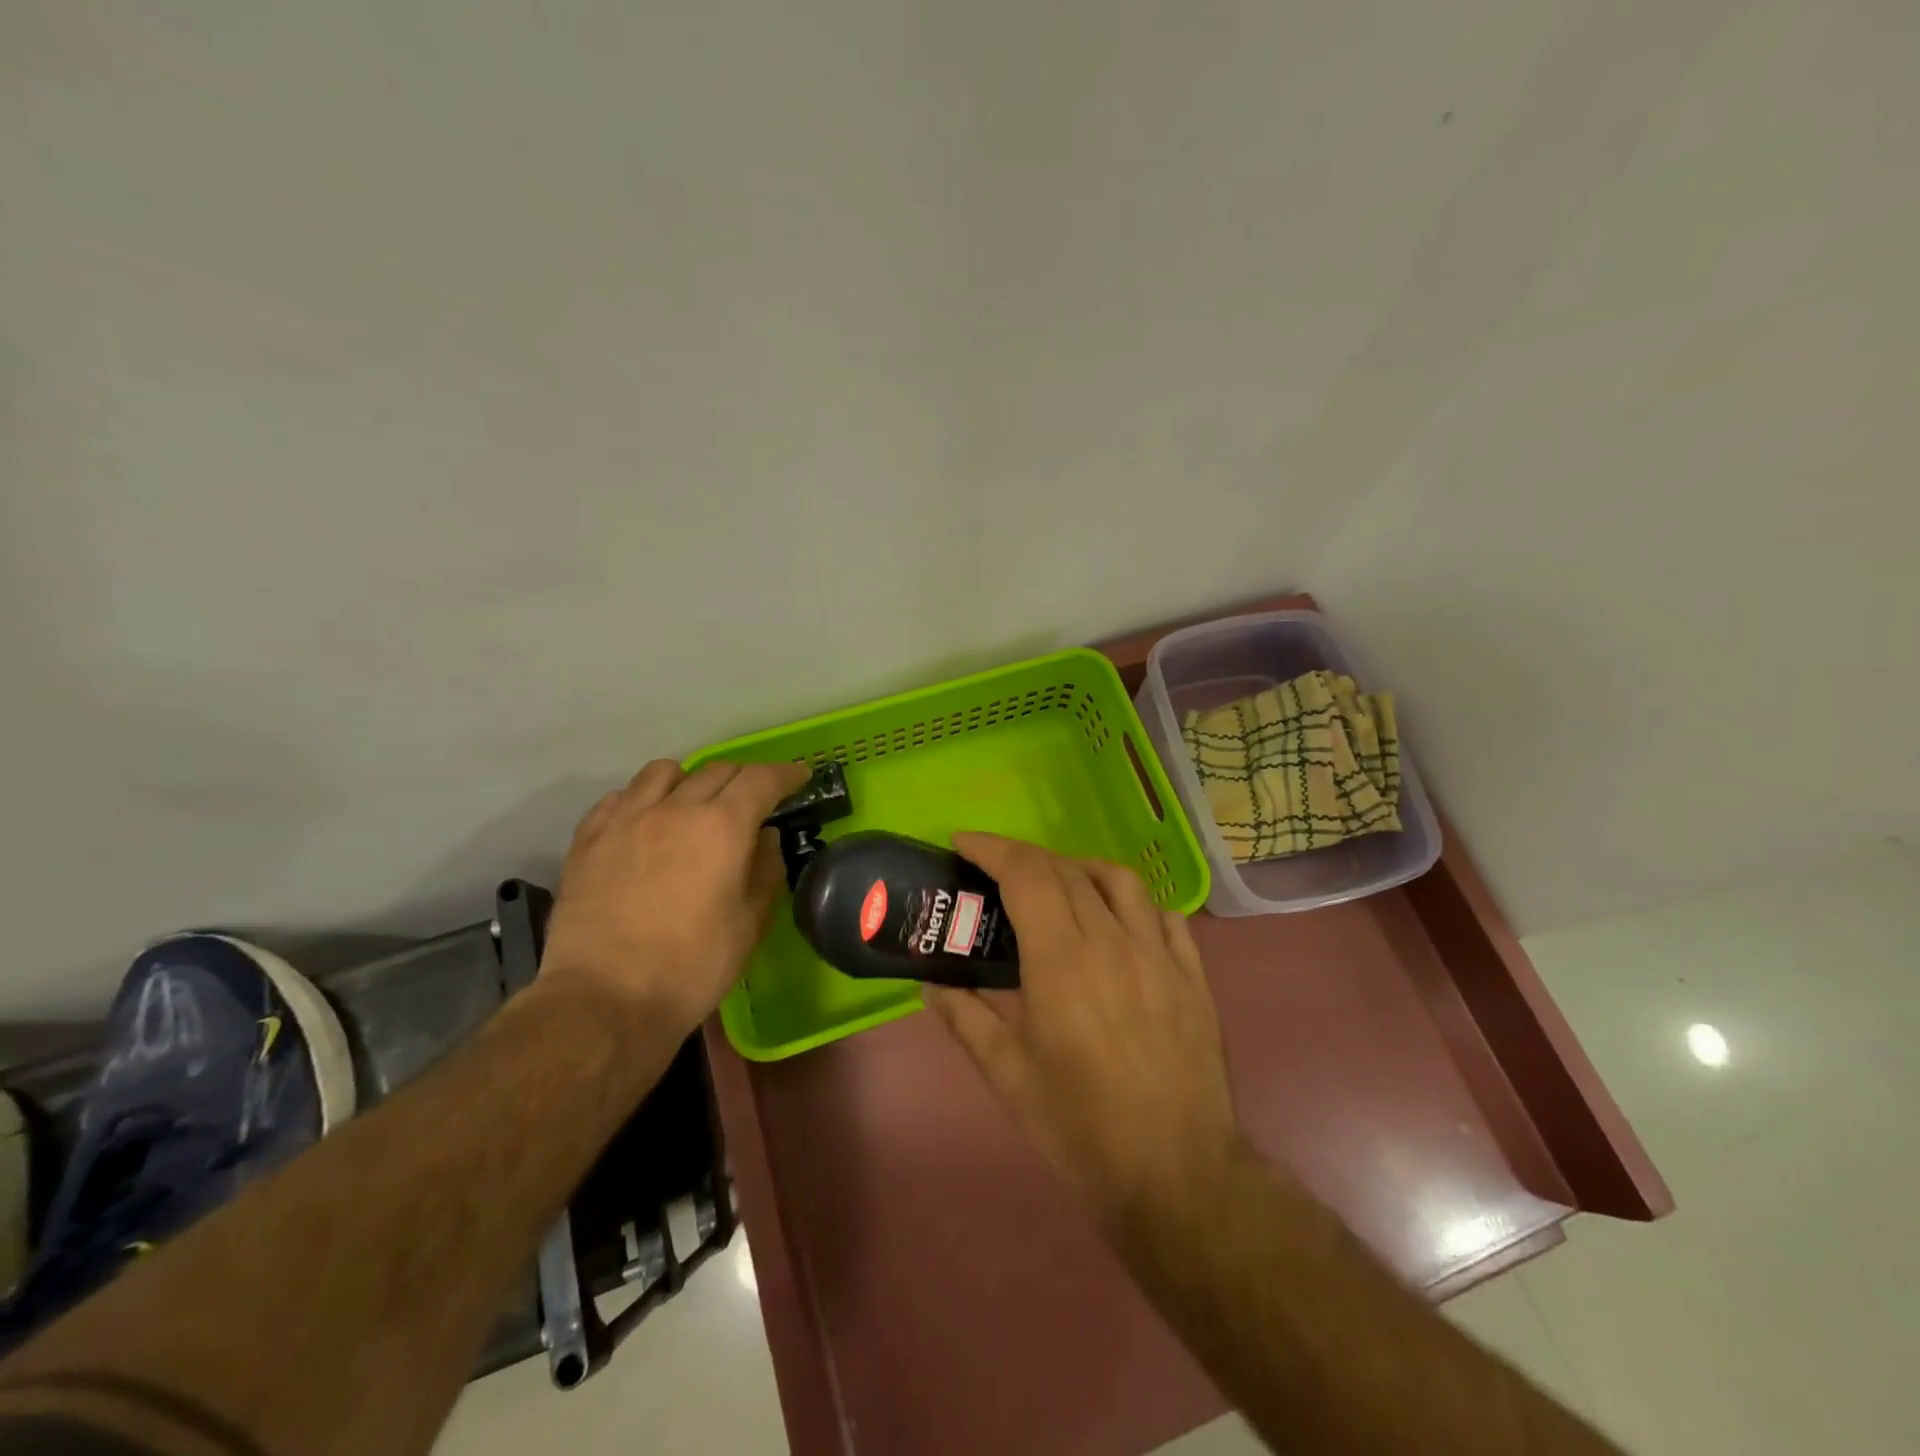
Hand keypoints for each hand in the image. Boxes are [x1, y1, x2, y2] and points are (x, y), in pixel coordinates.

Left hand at [540, 759, 808, 1036]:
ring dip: (689, 780)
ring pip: (662, 772)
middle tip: (754, 800)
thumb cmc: (692, 967)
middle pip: (717, 770)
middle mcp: (675, 808)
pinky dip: (641, 800)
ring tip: (693, 804)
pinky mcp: (588, 839)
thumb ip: (765, 871)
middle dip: (744, 778)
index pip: (761, 779)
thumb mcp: (750, 924)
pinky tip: (645, 823)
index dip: (785, 774)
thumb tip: (765, 838)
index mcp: (722, 826)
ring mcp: (626, 820)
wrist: (604, 1000)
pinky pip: (619, 798)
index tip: (799, 777)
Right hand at [924, 833, 1242, 1221]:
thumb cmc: (1081, 1129)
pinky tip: (1118, 918)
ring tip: (1056, 883)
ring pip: (1119, 880)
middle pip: (1066, 871)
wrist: (1177, 1176)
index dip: (992, 849)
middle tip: (996, 870)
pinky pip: (1164, 914)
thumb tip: (931, 984)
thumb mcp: (1009, 1077)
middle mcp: (1111, 942)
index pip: (1026, 875)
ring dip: (1079, 867)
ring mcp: (1159, 954)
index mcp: (1061, 962)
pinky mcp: (1192, 975)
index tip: (963, 843)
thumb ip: (966, 1020)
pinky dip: (1133, 901)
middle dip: (1024, 857)